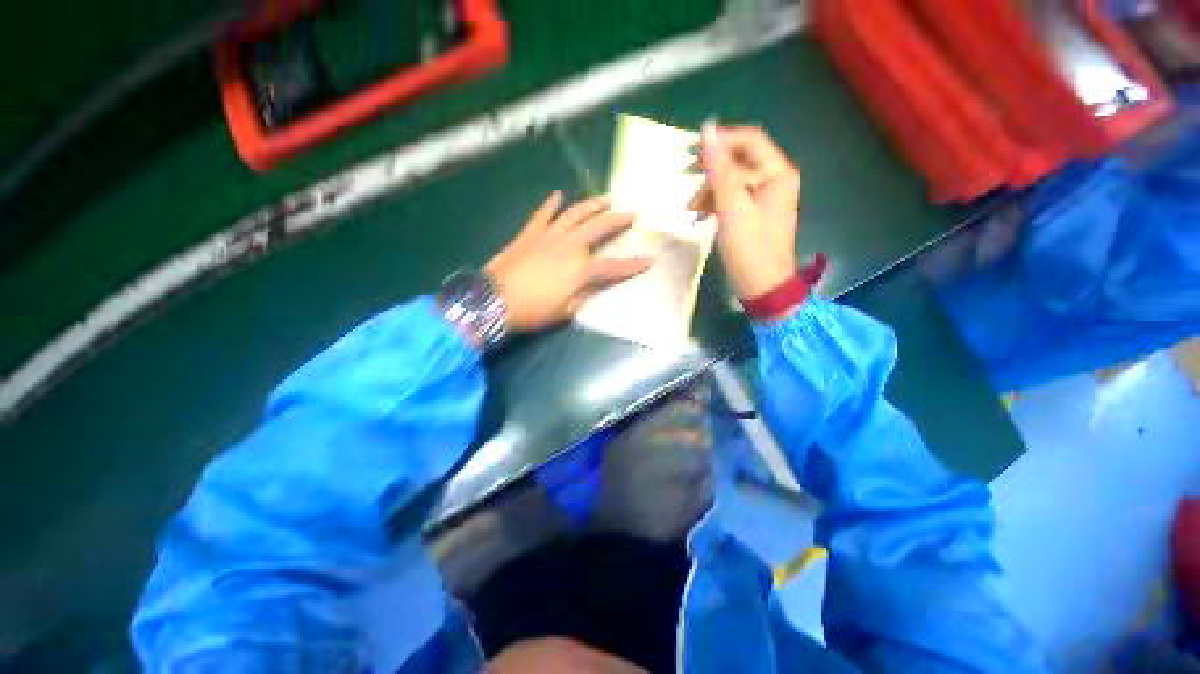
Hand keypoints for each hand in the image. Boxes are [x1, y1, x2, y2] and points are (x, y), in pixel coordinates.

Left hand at [486, 191, 651, 331]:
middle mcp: (569, 247)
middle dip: (617, 221)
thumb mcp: (565, 311)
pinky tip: (558, 194)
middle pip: (598, 228)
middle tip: (630, 214)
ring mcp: (549, 236)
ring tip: (605, 199)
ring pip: (575, 214)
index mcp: (580, 270)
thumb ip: (583, 296)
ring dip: (592, 205)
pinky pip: (542, 214)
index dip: (632, 265)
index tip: (648, 260)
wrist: (495, 299)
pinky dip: (551, 203)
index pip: (613, 267)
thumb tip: (592, 287)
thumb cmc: (533, 310)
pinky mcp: (530, 233)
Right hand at [688, 125, 801, 301]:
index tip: (690, 152)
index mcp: (777, 173)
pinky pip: (730, 197)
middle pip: (738, 161)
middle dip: (711, 170)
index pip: (748, 141)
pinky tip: (700, 215)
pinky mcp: (752, 213)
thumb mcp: (732, 208)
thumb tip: (708, 132)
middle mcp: (773, 179)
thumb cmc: (750, 249)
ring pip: (730, 180)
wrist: (762, 286)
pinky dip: (714, 203)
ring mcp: (763, 197)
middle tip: (685, 176)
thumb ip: (720, 171)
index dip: (720, 141)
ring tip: (691, 209)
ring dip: (709, 190)